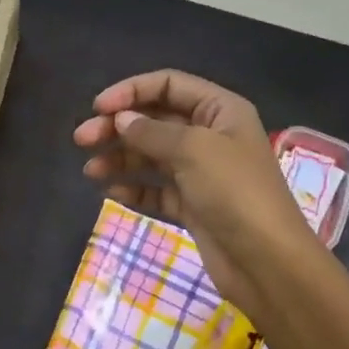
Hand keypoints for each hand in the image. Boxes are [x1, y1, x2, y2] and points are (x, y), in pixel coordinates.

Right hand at [72, 70, 315, 314]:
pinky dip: (134, 187)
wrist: (267, 263)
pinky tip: (111, 191)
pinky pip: (157, 188)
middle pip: (156, 119)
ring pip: (152, 155)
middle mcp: (211, 135)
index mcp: (220, 110)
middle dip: (118, 126)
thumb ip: (152, 131)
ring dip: (120, 158)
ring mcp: (201, 172)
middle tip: (81, 139)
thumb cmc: (234, 193)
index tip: (98, 108)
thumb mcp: (193, 150)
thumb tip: (121, 119)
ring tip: (90, 171)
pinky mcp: (193, 204)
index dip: (131, 91)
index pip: (169, 85)